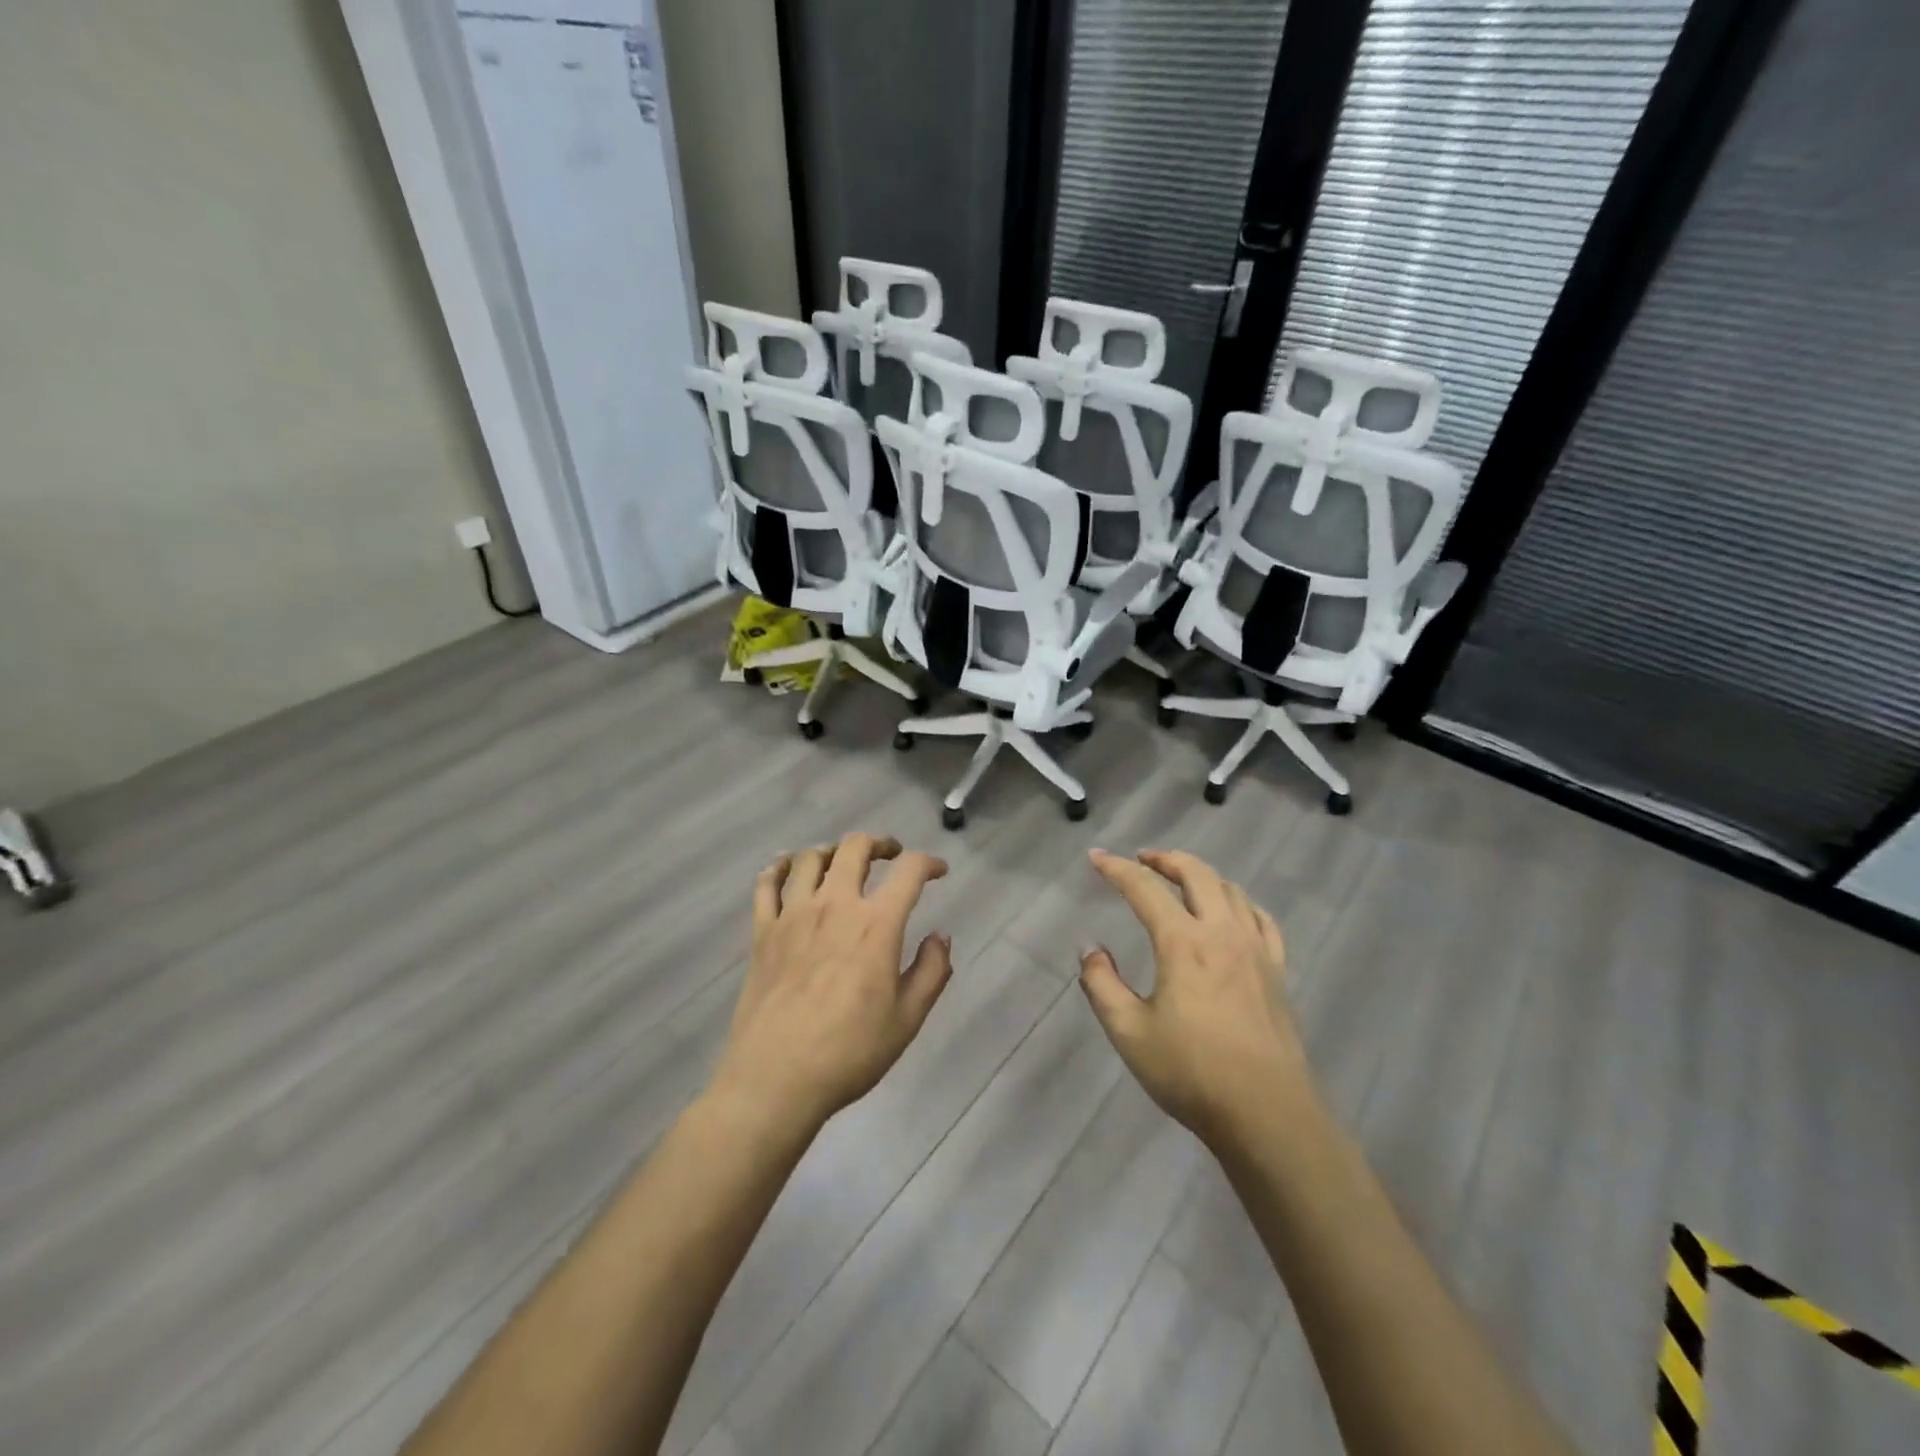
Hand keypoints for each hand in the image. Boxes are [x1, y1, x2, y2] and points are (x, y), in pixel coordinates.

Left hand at [710, 833, 952, 1134]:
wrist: (776, 1079)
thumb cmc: (849, 1052)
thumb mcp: (907, 1019)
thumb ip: (931, 971)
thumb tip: (940, 937)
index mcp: (876, 925)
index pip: (909, 872)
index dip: (929, 862)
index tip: (939, 871)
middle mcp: (834, 906)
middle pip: (855, 847)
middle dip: (879, 843)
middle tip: (891, 854)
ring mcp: (792, 915)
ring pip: (810, 857)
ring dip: (832, 851)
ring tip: (842, 862)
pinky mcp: (762, 931)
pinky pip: (766, 883)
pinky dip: (779, 867)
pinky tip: (788, 869)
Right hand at [1079, 848, 1311, 1151]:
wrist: (1267, 1113)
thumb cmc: (1191, 1072)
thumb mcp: (1129, 1032)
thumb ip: (1102, 985)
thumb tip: (1092, 950)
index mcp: (1182, 943)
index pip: (1144, 889)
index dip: (1117, 869)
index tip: (1096, 856)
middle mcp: (1221, 933)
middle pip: (1196, 874)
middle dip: (1165, 859)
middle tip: (1143, 858)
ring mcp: (1256, 950)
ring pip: (1231, 890)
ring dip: (1201, 875)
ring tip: (1182, 880)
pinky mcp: (1277, 971)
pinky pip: (1261, 919)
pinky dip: (1239, 902)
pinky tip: (1233, 912)